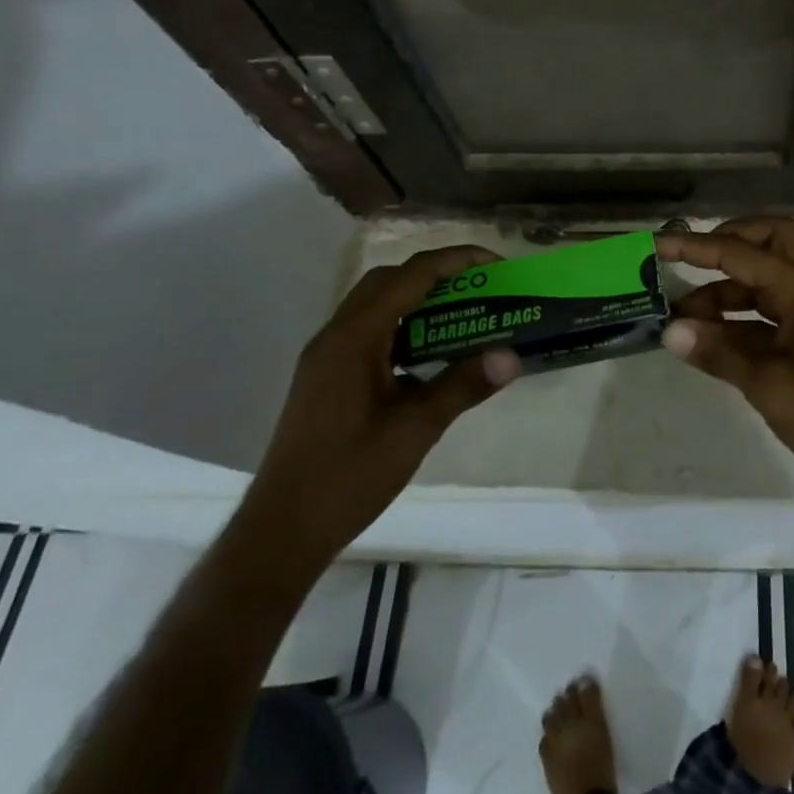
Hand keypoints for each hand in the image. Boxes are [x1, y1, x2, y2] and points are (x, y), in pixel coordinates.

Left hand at [238, 246, 521, 573]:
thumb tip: (512, 356)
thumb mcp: (414, 430)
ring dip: (419, 299)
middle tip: (480, 288)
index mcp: (354, 338)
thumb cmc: (348, 477)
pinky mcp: (326, 377)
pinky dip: (403, 326)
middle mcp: (335, 336)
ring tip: (462, 315)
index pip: (411, 276)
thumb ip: (462, 386)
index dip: (456, 261)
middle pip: (390, 280)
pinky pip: (369, 331)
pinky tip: (429, 355)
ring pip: (377, 305)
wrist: (281, 532)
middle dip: (438, 274)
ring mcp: (326, 357)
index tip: (497, 265)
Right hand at [655, 219, 793, 523]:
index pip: (743, 253)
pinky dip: (737, 316)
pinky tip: (706, 338)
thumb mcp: (770, 387)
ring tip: (680, 317)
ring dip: (725, 288)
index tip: (658, 243)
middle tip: (687, 264)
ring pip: (765, 277)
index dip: (698, 246)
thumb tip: (669, 331)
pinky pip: (767, 310)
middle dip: (727, 244)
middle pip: (769, 240)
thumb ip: (719, 353)